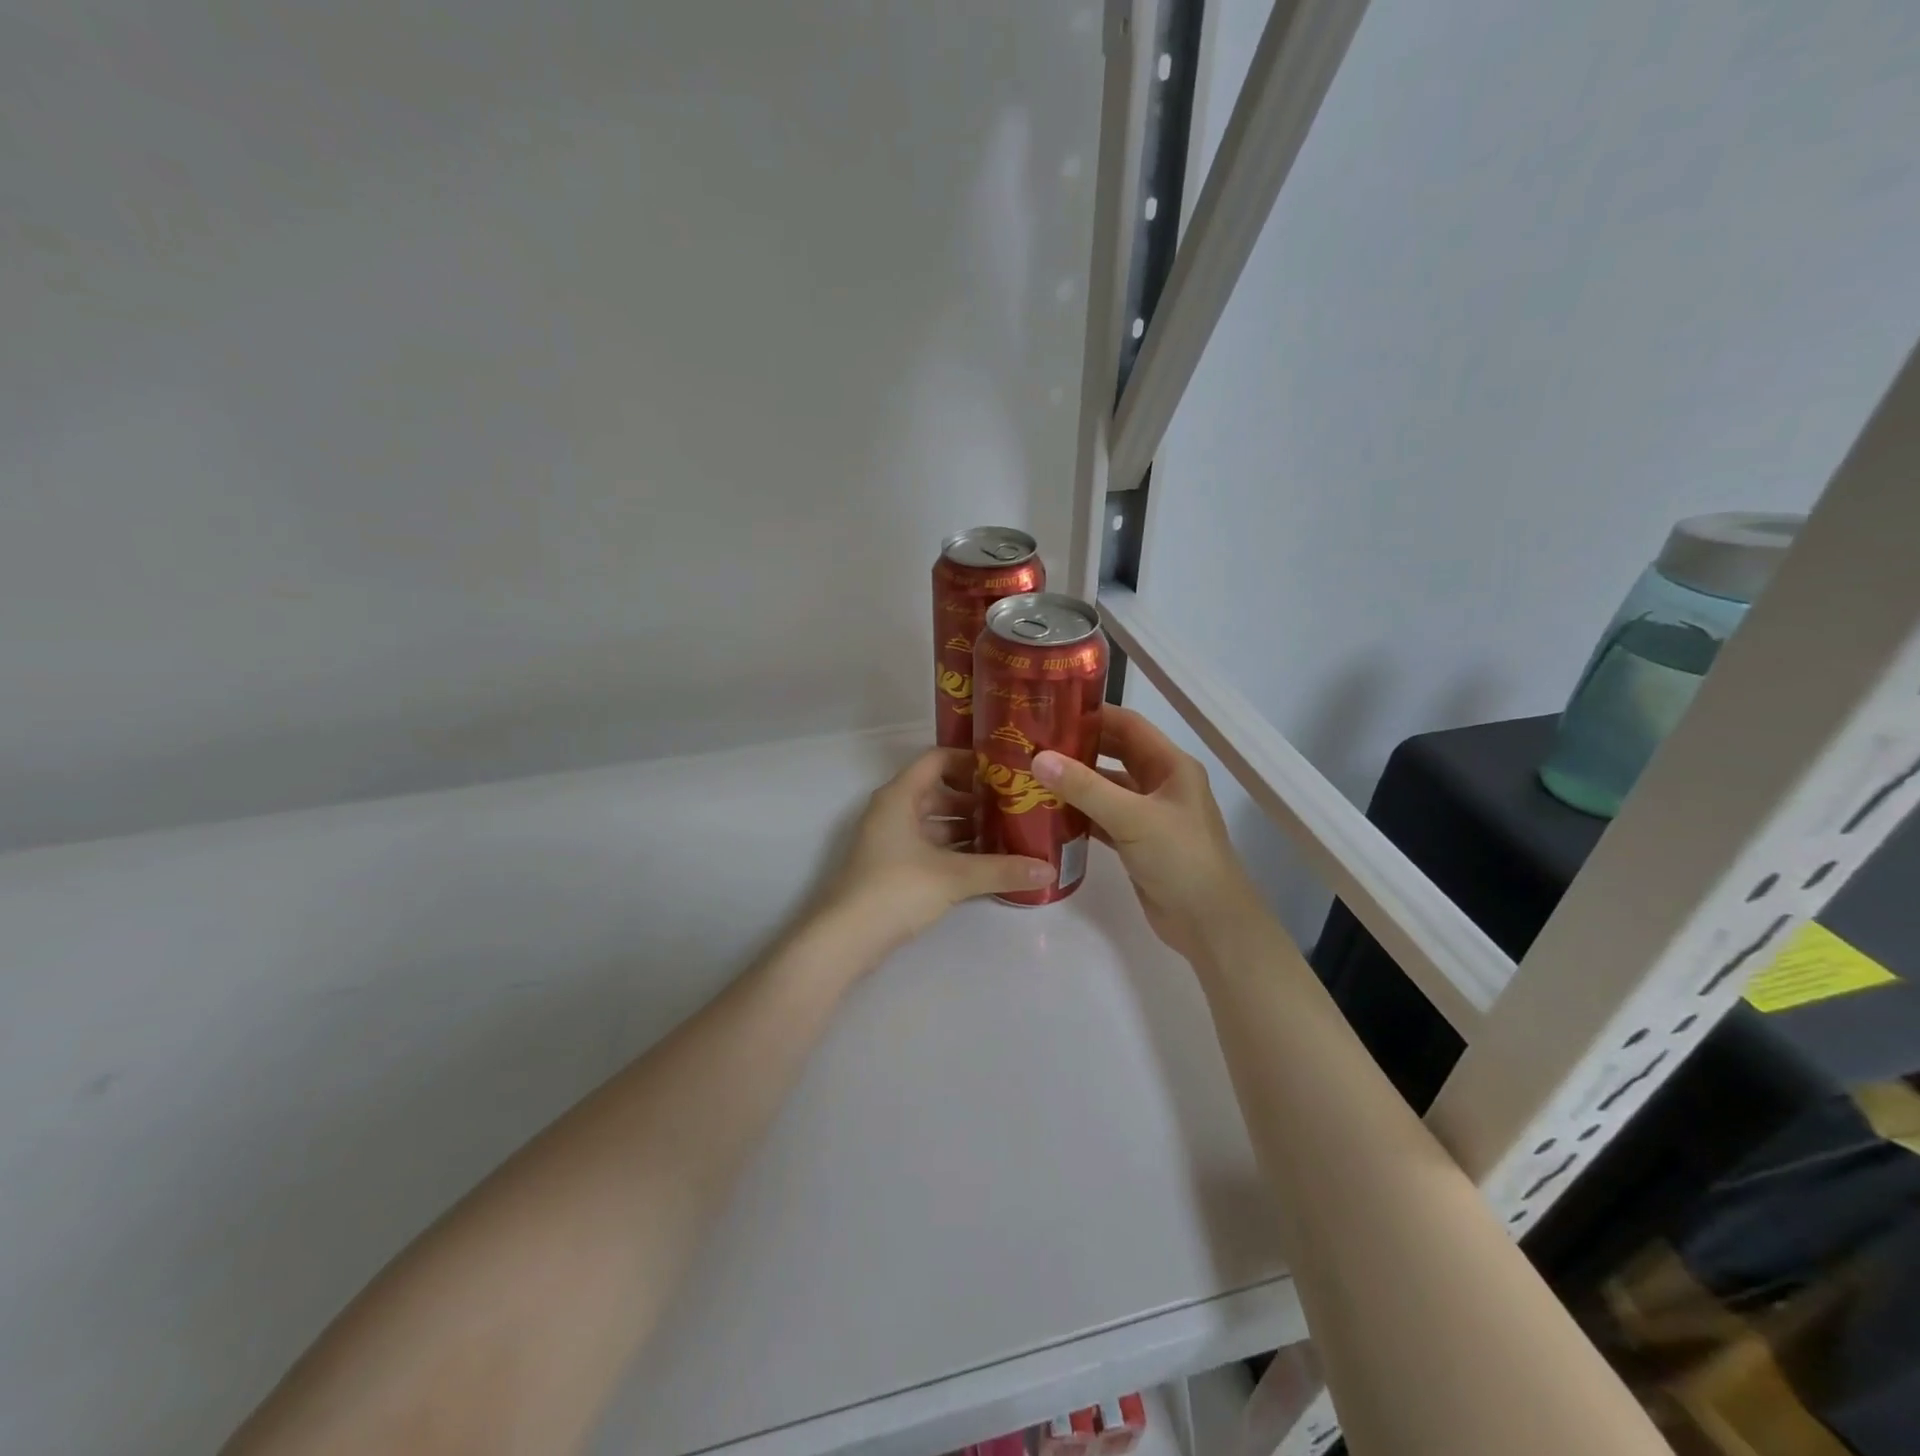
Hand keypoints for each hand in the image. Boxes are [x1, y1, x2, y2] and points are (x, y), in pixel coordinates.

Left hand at [816, 747, 1055, 953]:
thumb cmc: (896, 889)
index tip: (1006, 770)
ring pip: (935, 822)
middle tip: (1016, 805)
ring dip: (967, 826)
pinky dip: (954, 849)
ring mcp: (890, 840)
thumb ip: (1001, 869)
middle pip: (939, 791)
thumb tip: (1049, 869)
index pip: (937, 760)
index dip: (970, 760)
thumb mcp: (953, 877)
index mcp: (900, 796)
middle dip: (976, 798)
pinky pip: (929, 846)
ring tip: (1009, 834)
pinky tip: (985, 862)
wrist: (845, 939)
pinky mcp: (892, 867)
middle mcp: (893, 811)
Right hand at [1032, 707, 1259, 961]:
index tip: (1051, 711)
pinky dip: (1079, 813)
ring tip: (1033, 775)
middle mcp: (1161, 784)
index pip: (1128, 725)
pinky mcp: (1136, 842)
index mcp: (1171, 765)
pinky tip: (1049, 813)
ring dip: (1075, 782)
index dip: (1093, 714)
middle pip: (1115, 754)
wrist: (1208, 923)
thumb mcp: (1132, 818)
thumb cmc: (1179, 858)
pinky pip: (1103, 818)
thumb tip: (1039, 758)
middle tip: (1034, 743)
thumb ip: (1085, 787)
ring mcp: (1149, 814)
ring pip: (1106, 788)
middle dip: (1078, 747)